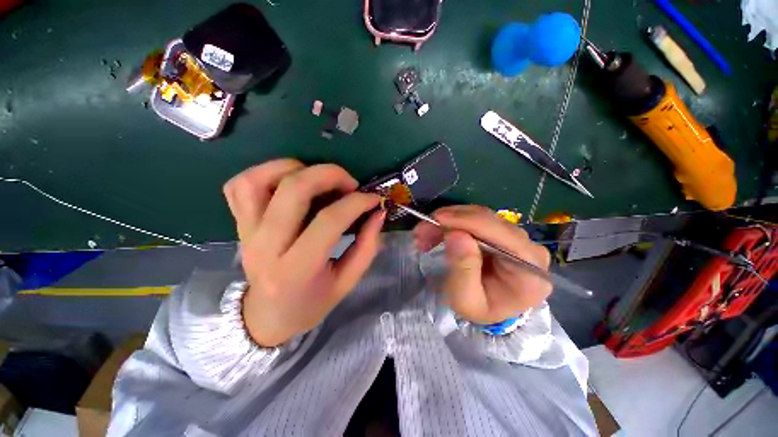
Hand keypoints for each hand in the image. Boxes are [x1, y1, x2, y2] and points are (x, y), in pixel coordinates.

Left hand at [223, 160, 384, 346]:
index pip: (329, 221)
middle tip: (350, 183)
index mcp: (296, 269)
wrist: (266, 317)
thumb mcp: (347, 282)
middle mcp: (266, 246)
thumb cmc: (311, 303)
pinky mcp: (238, 224)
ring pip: (259, 179)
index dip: (357, 203)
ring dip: (294, 168)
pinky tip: (288, 181)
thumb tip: (378, 213)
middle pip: (293, 190)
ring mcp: (246, 232)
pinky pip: (241, 185)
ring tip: (318, 178)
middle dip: (329, 175)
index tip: (373, 199)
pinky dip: (265, 173)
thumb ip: (367, 246)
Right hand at [413, 205, 550, 323]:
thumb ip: (463, 269)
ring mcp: (517, 238)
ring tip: (425, 233)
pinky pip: (477, 220)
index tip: (437, 218)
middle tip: (422, 230)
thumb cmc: (481, 309)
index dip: (467, 221)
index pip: (500, 234)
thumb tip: (456, 234)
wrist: (491, 310)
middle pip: (488, 221)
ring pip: (480, 216)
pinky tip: (438, 231)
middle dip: (450, 221)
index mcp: (529, 269)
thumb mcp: (466, 300)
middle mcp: (529, 248)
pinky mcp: (503, 233)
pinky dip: (454, 223)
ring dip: (449, 221)